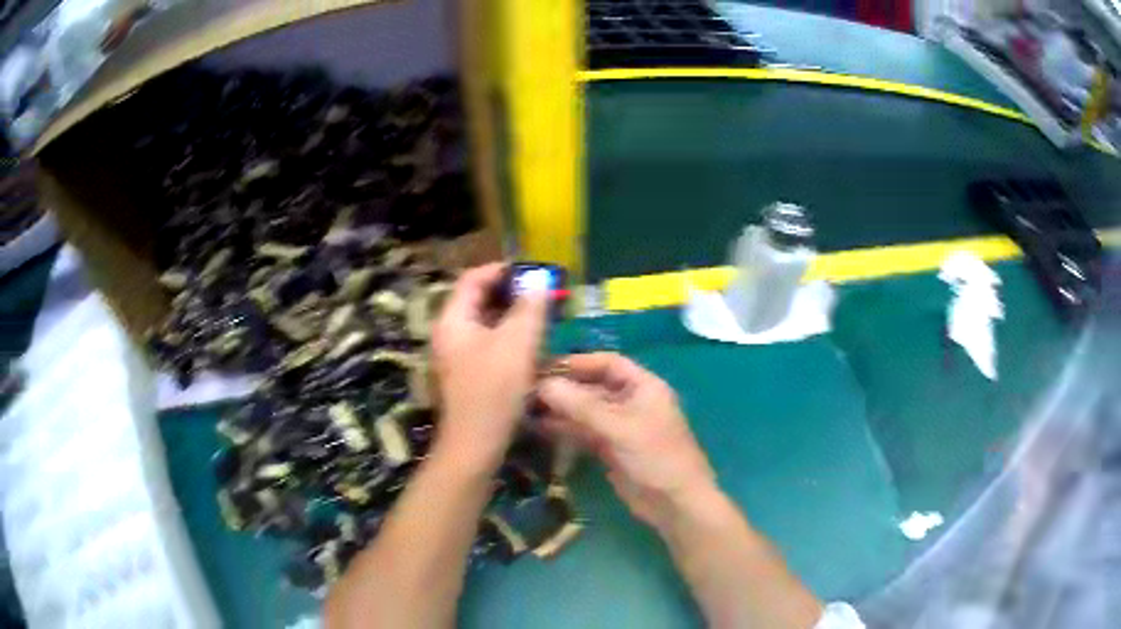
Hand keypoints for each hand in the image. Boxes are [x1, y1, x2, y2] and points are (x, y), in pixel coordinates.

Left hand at [431, 263, 548, 471]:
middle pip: (477, 299)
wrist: (475, 443)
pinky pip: (488, 342)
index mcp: (453, 319)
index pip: (472, 279)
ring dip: (512, 315)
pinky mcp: (467, 372)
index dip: (501, 270)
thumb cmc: (494, 389)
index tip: (532, 272)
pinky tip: (531, 343)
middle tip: (541, 294)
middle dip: (511, 293)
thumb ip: (528, 307)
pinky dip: (508, 336)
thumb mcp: (517, 343)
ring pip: (485, 322)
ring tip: (541, 315)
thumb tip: (538, 280)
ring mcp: (457, 354)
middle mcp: (449, 332)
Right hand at [538, 353, 716, 531]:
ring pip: (585, 411)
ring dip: (560, 409)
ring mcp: (619, 427)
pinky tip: (539, 428)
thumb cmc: (656, 457)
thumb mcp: (619, 428)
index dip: (578, 363)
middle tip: (527, 389)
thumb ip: (581, 406)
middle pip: (593, 387)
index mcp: (643, 386)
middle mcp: (631, 402)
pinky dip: (564, 429)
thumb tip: (544, 385)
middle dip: (564, 388)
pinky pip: (584, 432)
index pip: (608, 363)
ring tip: (526, 408)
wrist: (674, 504)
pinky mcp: (610, 449)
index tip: (545, 366)